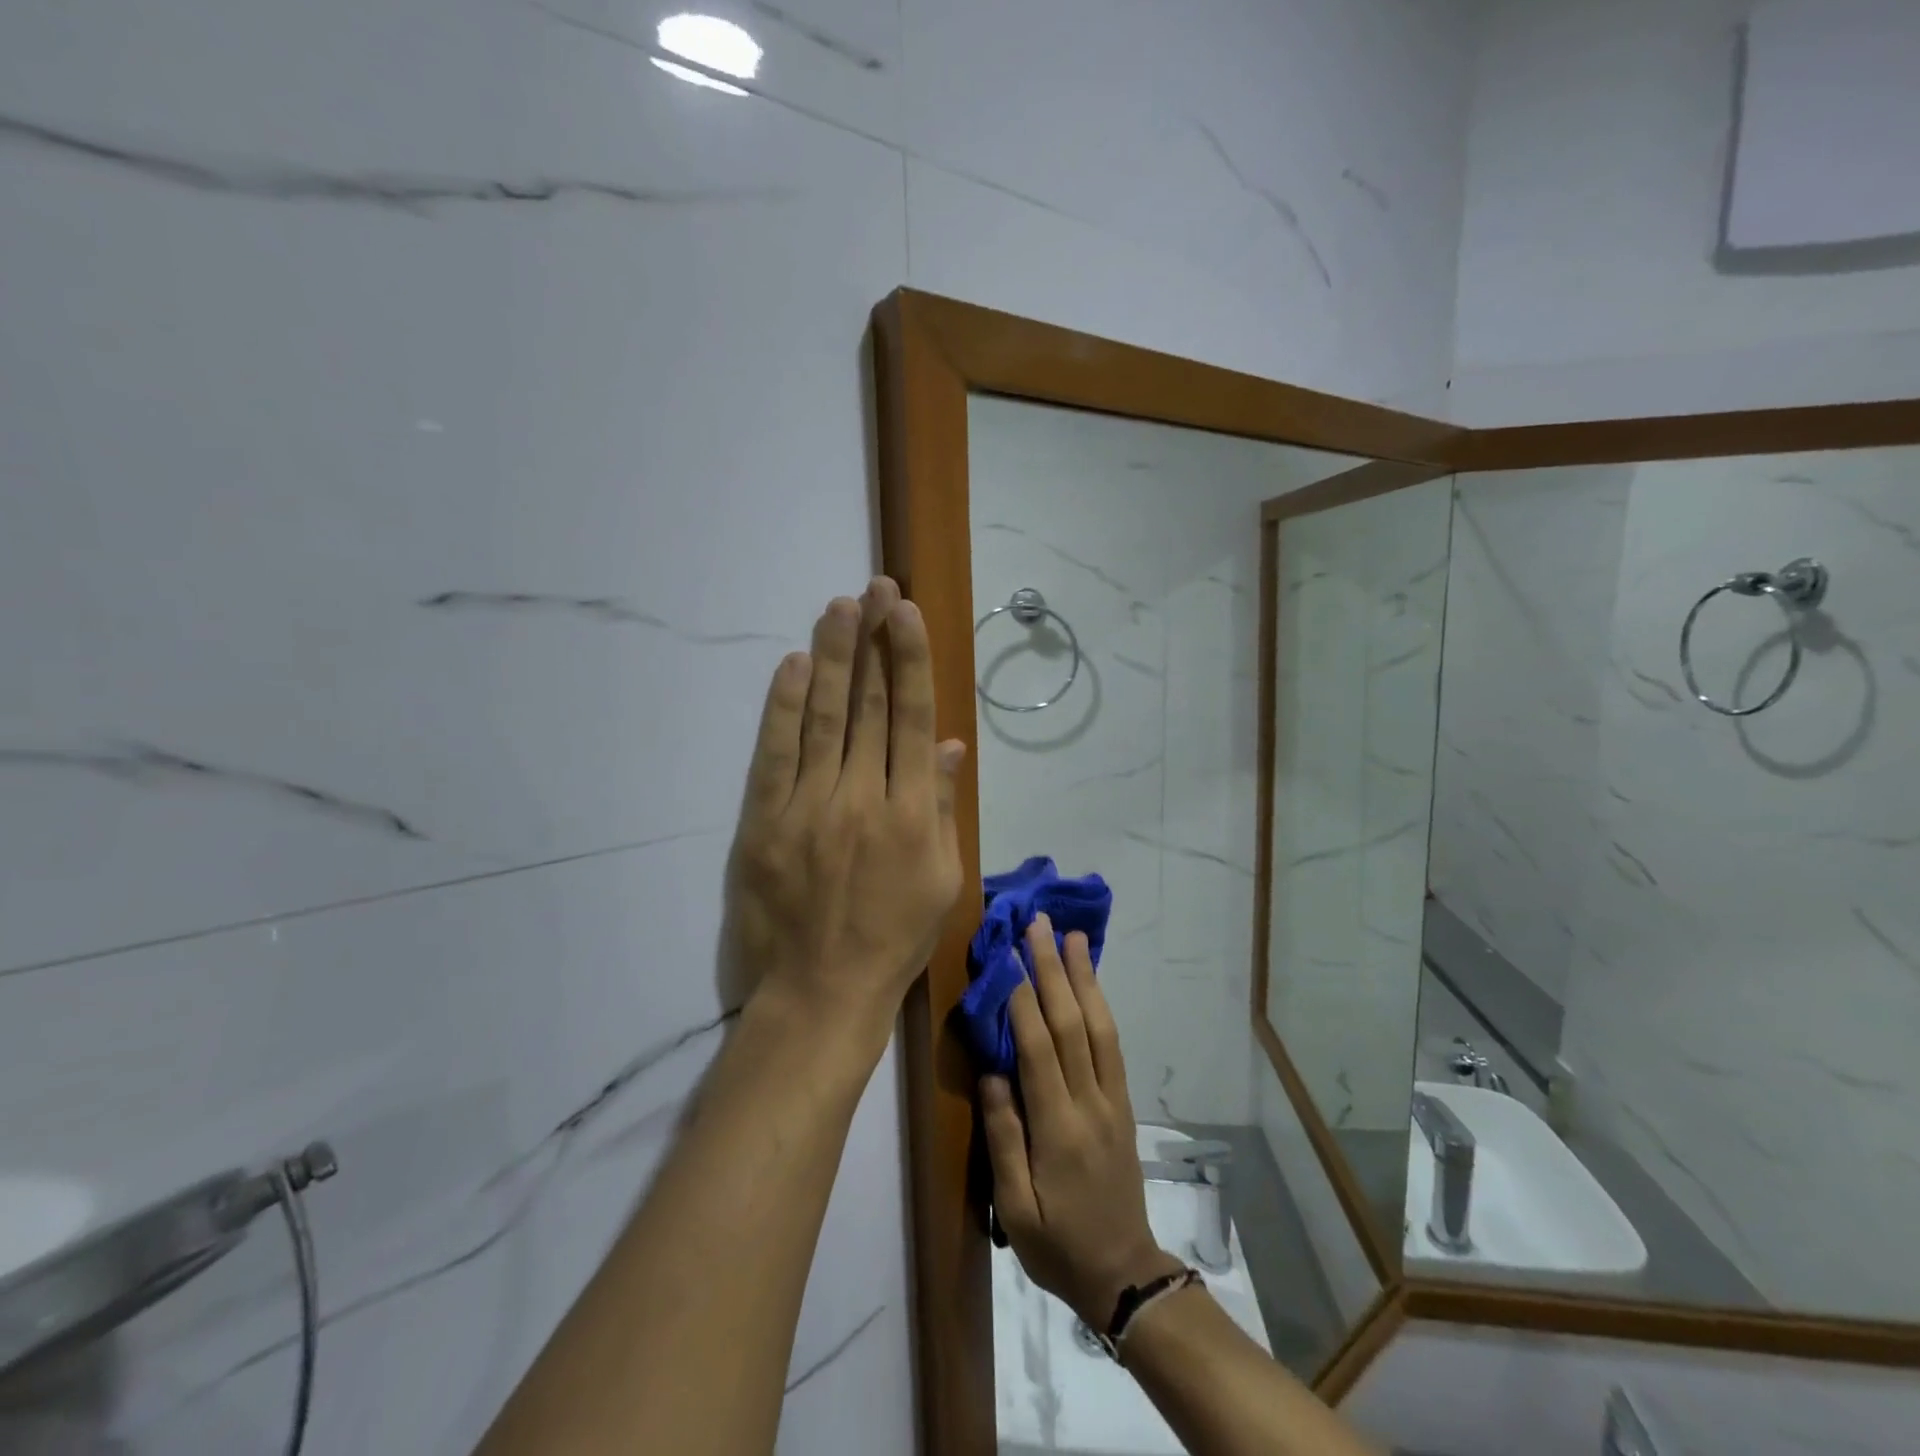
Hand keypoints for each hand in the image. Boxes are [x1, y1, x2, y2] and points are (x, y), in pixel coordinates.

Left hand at [725, 577, 966, 1050]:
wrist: (821, 992)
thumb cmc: (895, 940)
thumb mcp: (943, 881)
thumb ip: (945, 808)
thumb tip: (951, 745)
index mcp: (914, 814)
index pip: (913, 719)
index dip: (910, 661)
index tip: (905, 614)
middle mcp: (864, 798)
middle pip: (870, 706)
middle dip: (874, 641)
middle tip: (874, 589)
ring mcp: (810, 807)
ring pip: (825, 717)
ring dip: (834, 657)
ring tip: (838, 607)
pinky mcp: (765, 821)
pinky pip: (776, 753)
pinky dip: (785, 706)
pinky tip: (796, 665)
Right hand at [980, 918, 1181, 1326]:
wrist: (1124, 1272)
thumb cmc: (1057, 1244)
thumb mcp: (1016, 1207)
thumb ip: (1004, 1137)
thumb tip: (992, 1072)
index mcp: (1058, 1128)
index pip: (1039, 1048)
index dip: (1023, 998)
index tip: (1008, 954)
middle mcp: (1090, 1102)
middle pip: (1071, 1023)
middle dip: (1053, 969)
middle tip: (1039, 925)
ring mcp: (1113, 1099)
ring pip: (1100, 1026)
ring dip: (1085, 977)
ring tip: (1072, 937)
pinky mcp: (1124, 1102)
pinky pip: (1113, 1043)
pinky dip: (1101, 1005)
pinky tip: (1090, 982)